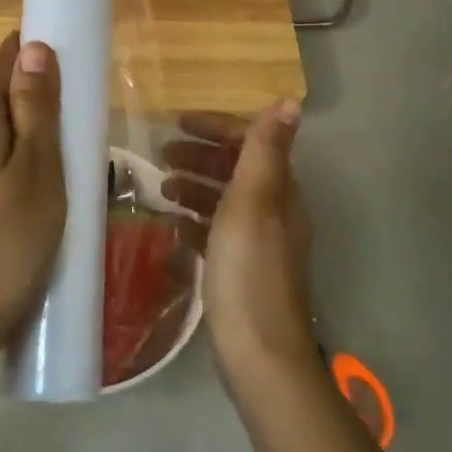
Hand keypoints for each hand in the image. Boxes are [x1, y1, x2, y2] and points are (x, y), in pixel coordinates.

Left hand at [0, 32, 66, 365]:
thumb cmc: (9, 241)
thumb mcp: (39, 170)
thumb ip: (35, 107)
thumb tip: (34, 48)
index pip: (1, 61)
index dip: (34, 53)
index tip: (72, 63)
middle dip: (31, 95)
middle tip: (75, 120)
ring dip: (19, 129)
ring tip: (59, 156)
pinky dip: (5, 157)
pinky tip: (27, 187)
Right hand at [161, 101, 317, 385]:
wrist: (258, 351)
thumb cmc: (249, 270)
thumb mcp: (252, 202)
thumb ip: (264, 150)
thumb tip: (289, 100)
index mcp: (279, 191)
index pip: (250, 142)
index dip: (215, 128)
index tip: (176, 123)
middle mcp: (273, 212)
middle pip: (235, 171)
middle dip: (200, 157)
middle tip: (161, 155)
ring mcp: (258, 244)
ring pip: (223, 203)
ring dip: (194, 189)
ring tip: (162, 190)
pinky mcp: (241, 271)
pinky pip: (215, 235)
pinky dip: (194, 224)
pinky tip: (171, 230)